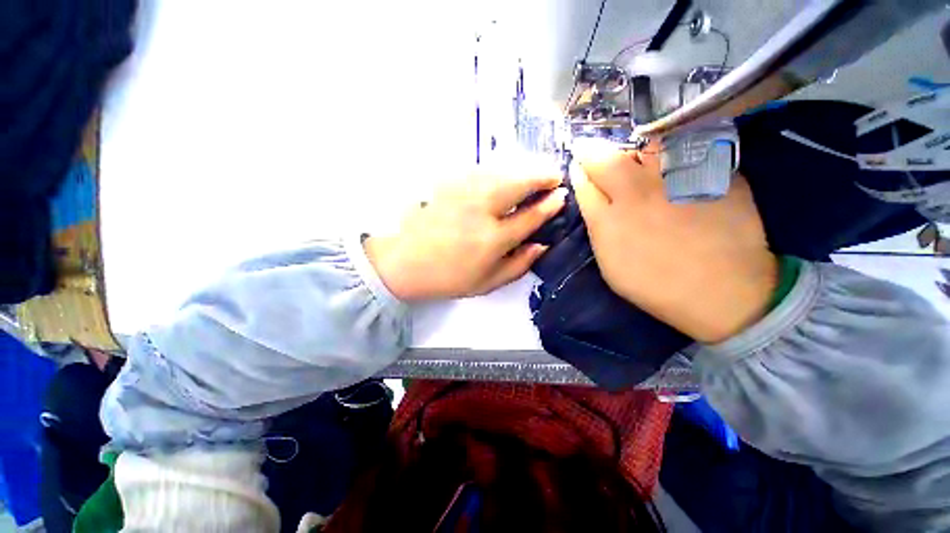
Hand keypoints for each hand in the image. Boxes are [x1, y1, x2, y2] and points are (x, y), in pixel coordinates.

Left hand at [365, 173, 565, 300]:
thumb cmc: (447, 278)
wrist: (403, 263)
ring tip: (534, 173)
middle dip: (542, 176)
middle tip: (554, 176)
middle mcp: (481, 211)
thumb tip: (541, 245)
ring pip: (501, 171)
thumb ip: (518, 265)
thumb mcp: (487, 283)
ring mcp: (463, 193)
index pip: (531, 215)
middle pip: (519, 183)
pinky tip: (504, 175)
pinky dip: (499, 170)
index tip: (561, 195)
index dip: (550, 204)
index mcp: (492, 239)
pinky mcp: (448, 185)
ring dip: (522, 170)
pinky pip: (481, 171)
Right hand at [573, 147, 777, 343]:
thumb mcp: (611, 266)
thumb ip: (598, 231)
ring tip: (633, 156)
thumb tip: (595, 203)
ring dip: (631, 149)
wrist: (724, 293)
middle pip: (606, 159)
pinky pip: (684, 148)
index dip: (579, 172)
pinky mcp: (711, 174)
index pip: (584, 184)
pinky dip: (671, 150)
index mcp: (608, 221)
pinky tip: (670, 161)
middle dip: (592, 151)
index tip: (578, 167)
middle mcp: (637, 194)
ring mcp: (675, 180)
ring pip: (644, 147)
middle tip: (592, 150)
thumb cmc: (657, 286)